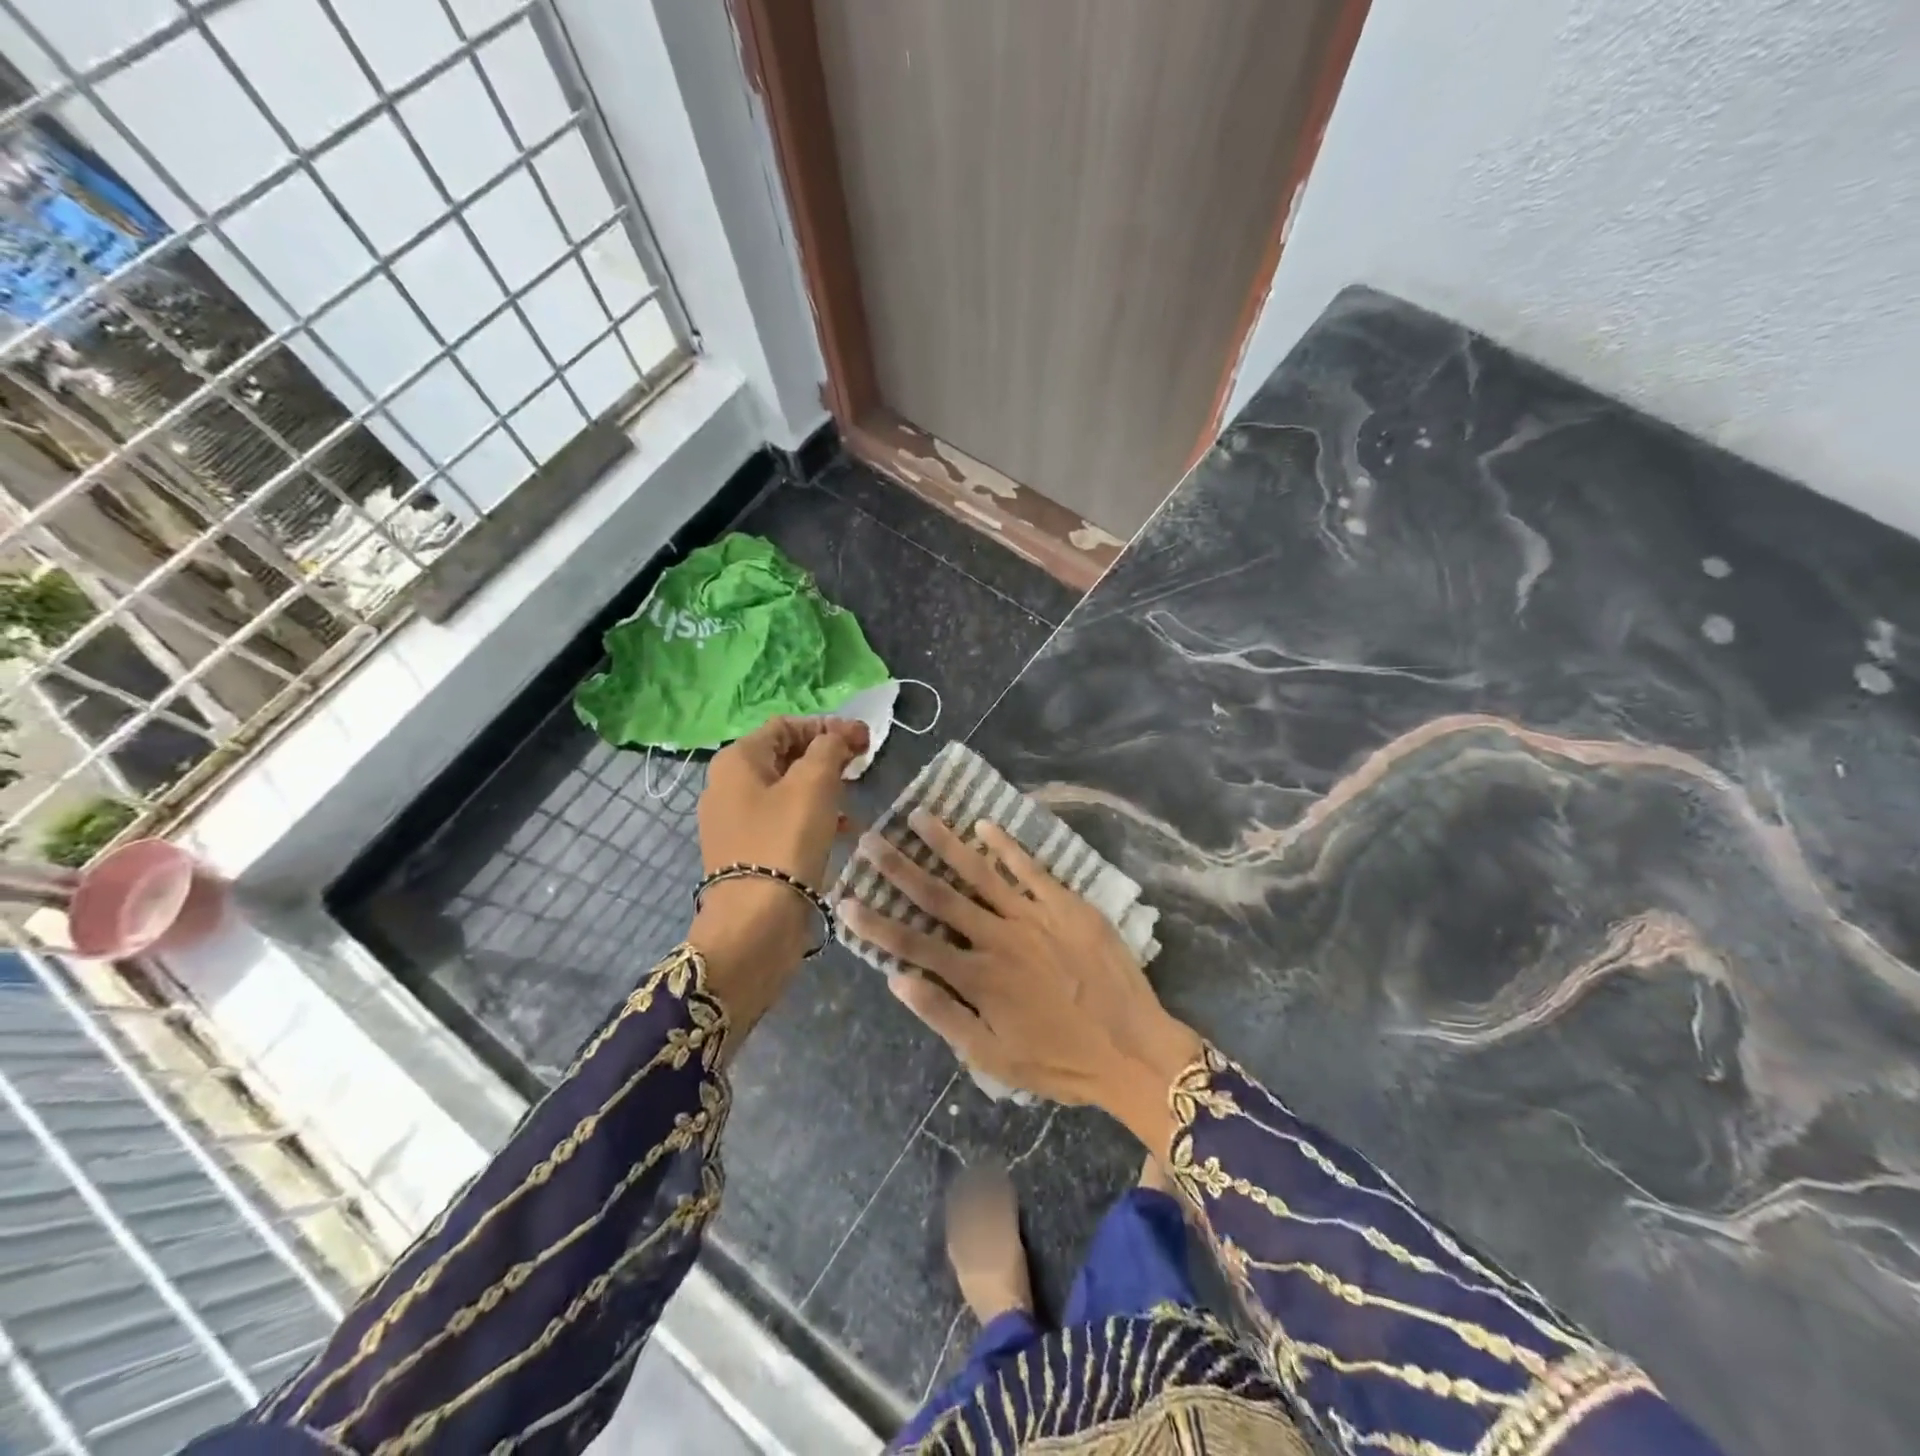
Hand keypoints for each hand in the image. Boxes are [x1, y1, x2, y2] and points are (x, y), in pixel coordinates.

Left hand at [689, 716, 867, 1034]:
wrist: (755, 923)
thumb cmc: (785, 841)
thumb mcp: (815, 783)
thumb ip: (829, 749)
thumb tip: (837, 738)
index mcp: (737, 761)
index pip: (786, 726)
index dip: (827, 726)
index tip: (864, 741)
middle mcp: (728, 786)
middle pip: (784, 756)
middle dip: (825, 756)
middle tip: (861, 765)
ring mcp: (735, 823)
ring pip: (787, 790)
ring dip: (823, 788)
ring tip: (855, 799)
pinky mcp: (747, 853)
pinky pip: (784, 822)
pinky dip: (813, 818)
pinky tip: (843, 832)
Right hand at [841, 810, 1203, 1155]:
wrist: (1133, 1049)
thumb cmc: (1060, 1060)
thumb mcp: (992, 1057)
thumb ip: (942, 1015)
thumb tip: (896, 980)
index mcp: (977, 977)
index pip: (912, 944)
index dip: (874, 921)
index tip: (844, 897)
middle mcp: (998, 937)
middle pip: (939, 896)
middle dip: (900, 867)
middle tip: (871, 838)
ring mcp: (1034, 915)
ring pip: (981, 872)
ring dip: (946, 843)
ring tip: (919, 815)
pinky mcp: (1066, 904)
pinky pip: (1030, 868)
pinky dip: (1007, 845)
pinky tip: (984, 824)